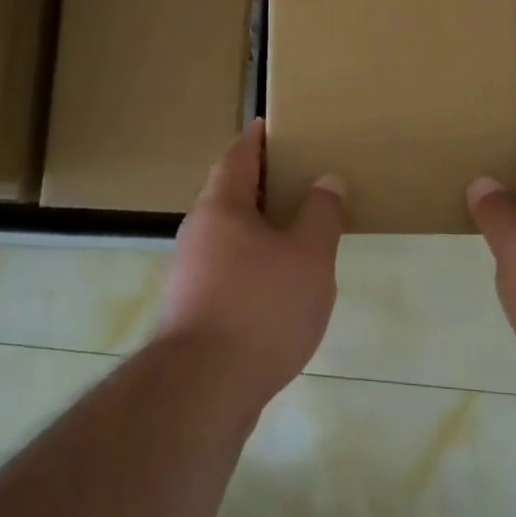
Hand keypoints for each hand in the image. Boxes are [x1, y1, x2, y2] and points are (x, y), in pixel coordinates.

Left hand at [156, 120, 344, 409]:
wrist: (202, 390)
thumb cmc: (260, 308)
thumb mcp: (308, 257)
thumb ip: (321, 214)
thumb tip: (326, 180)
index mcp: (221, 207)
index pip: (237, 156)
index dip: (256, 139)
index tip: (271, 126)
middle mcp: (197, 232)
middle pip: (227, 193)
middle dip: (259, 183)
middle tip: (296, 176)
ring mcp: (189, 273)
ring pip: (226, 234)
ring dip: (256, 225)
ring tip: (295, 229)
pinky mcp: (192, 309)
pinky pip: (226, 267)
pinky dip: (251, 261)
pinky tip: (277, 283)